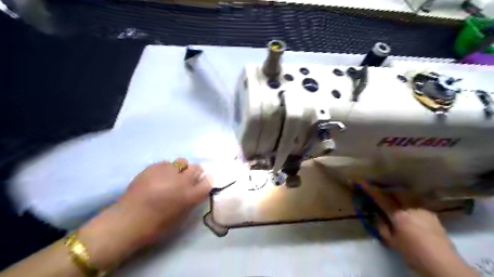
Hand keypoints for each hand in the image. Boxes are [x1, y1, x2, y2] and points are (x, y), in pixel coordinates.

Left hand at [77, 159, 212, 268]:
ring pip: (182, 162)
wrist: (127, 221)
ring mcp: (167, 172)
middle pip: (197, 168)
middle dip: (195, 173)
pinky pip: (166, 163)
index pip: (208, 182)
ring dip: (181, 169)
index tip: (203, 183)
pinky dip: (166, 169)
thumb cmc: (156, 226)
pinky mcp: (153, 167)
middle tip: (187, 179)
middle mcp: (181, 181)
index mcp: (190, 196)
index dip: (207, 181)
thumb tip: (196, 190)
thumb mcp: (181, 216)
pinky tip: (159, 177)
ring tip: (172, 176)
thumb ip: (191, 200)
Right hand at [362, 184, 477, 275]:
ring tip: (391, 198)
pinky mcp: (432, 214)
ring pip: (406, 195)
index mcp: (399, 215)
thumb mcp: (392, 242)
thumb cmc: (413, 253)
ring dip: (396, 195)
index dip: (369, 189)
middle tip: (376, 192)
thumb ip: (382, 227)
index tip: (358, 181)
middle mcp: (411, 208)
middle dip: (384, 191)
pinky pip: (415, 202)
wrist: (443, 264)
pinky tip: (407, 209)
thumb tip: (378, 216)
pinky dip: (407, 202)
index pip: (380, 198)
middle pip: (395, 192)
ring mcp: (423, 209)